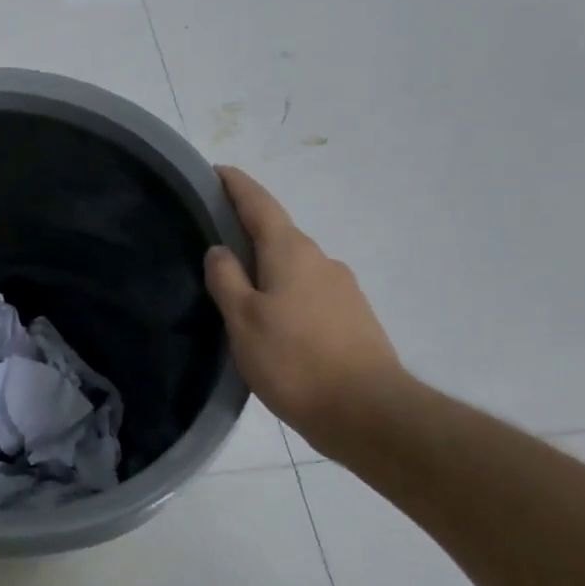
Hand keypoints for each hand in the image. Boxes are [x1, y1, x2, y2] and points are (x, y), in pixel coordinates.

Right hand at [205, 166, 403, 442]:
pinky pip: (309, 291)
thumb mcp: (243, 320)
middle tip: (214, 241)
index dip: (236, 185)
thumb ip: (226, 279)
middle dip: (248, 230)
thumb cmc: (295, 361)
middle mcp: (321, 260)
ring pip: (294, 265)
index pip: (259, 204)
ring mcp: (342, 289)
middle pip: (278, 233)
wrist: (370, 414)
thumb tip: (220, 249)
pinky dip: (285, 292)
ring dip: (267, 267)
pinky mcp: (354, 317)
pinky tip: (272, 321)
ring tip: (238, 290)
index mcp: (291, 252)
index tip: (216, 171)